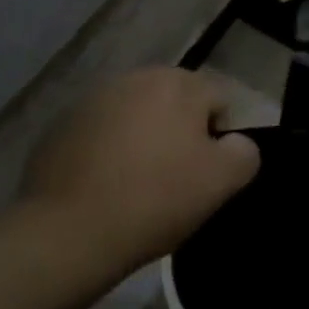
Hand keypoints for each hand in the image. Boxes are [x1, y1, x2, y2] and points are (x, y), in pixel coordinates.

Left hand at [19, 67, 259, 276]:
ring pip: (137, 114)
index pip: (219, 100)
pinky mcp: (64, 123)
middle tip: (175, 178)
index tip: (205, 174)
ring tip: (137, 183)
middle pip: (176, 102)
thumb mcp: (221, 182)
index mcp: (179, 83)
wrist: (68, 231)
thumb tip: (235, 143)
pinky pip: (102, 131)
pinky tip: (104, 185)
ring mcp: (95, 98)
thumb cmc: (155, 199)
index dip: (220, 137)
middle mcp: (137, 77)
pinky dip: (109, 149)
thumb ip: (244, 153)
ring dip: (144, 137)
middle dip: (180, 131)